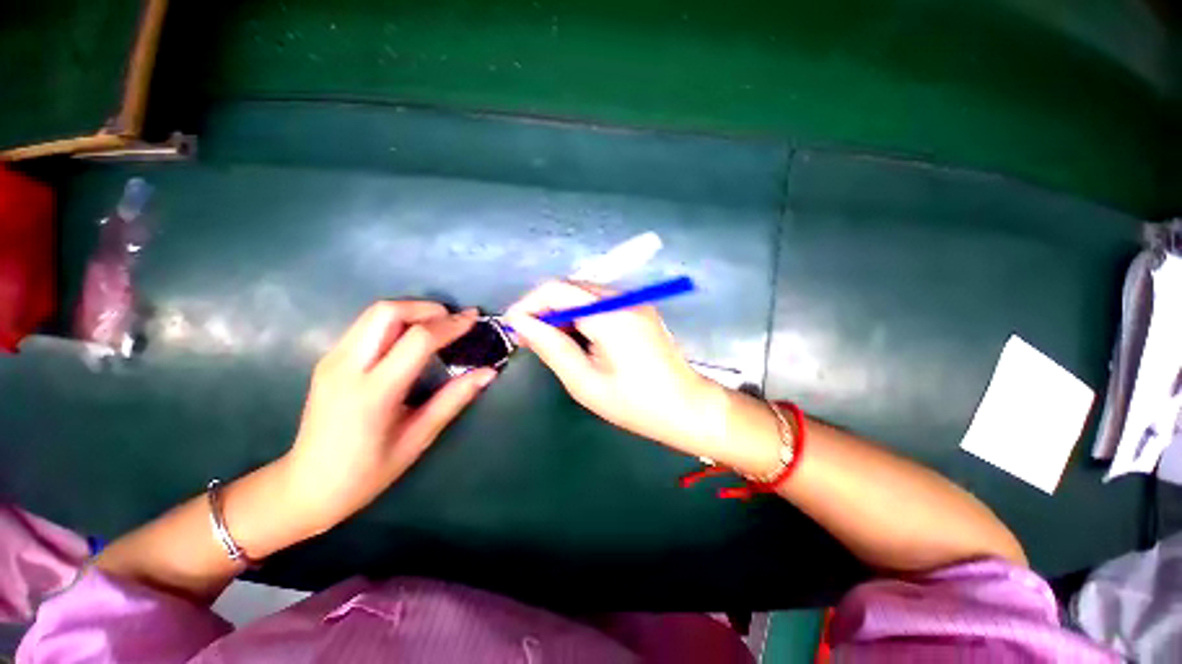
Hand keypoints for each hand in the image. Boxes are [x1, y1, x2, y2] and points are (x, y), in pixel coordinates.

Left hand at [282, 302, 496, 533]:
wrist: (305, 487)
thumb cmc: (367, 472)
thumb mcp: (418, 438)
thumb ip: (453, 399)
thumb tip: (488, 372)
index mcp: (373, 392)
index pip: (417, 340)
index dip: (450, 325)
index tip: (474, 319)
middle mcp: (347, 367)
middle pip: (387, 312)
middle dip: (426, 308)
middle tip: (454, 320)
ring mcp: (332, 360)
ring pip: (374, 313)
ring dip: (411, 311)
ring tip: (439, 326)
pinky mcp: (328, 360)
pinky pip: (366, 325)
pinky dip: (396, 321)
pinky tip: (412, 338)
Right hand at [505, 280, 730, 459]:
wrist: (689, 408)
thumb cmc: (636, 404)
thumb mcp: (585, 382)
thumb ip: (552, 347)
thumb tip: (521, 323)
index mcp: (610, 315)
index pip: (557, 290)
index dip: (529, 304)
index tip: (513, 327)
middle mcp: (624, 299)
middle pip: (571, 288)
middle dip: (544, 308)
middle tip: (529, 339)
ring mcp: (635, 302)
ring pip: (584, 294)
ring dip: (562, 312)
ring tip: (549, 341)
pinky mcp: (639, 309)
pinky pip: (600, 303)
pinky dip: (581, 315)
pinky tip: (575, 337)